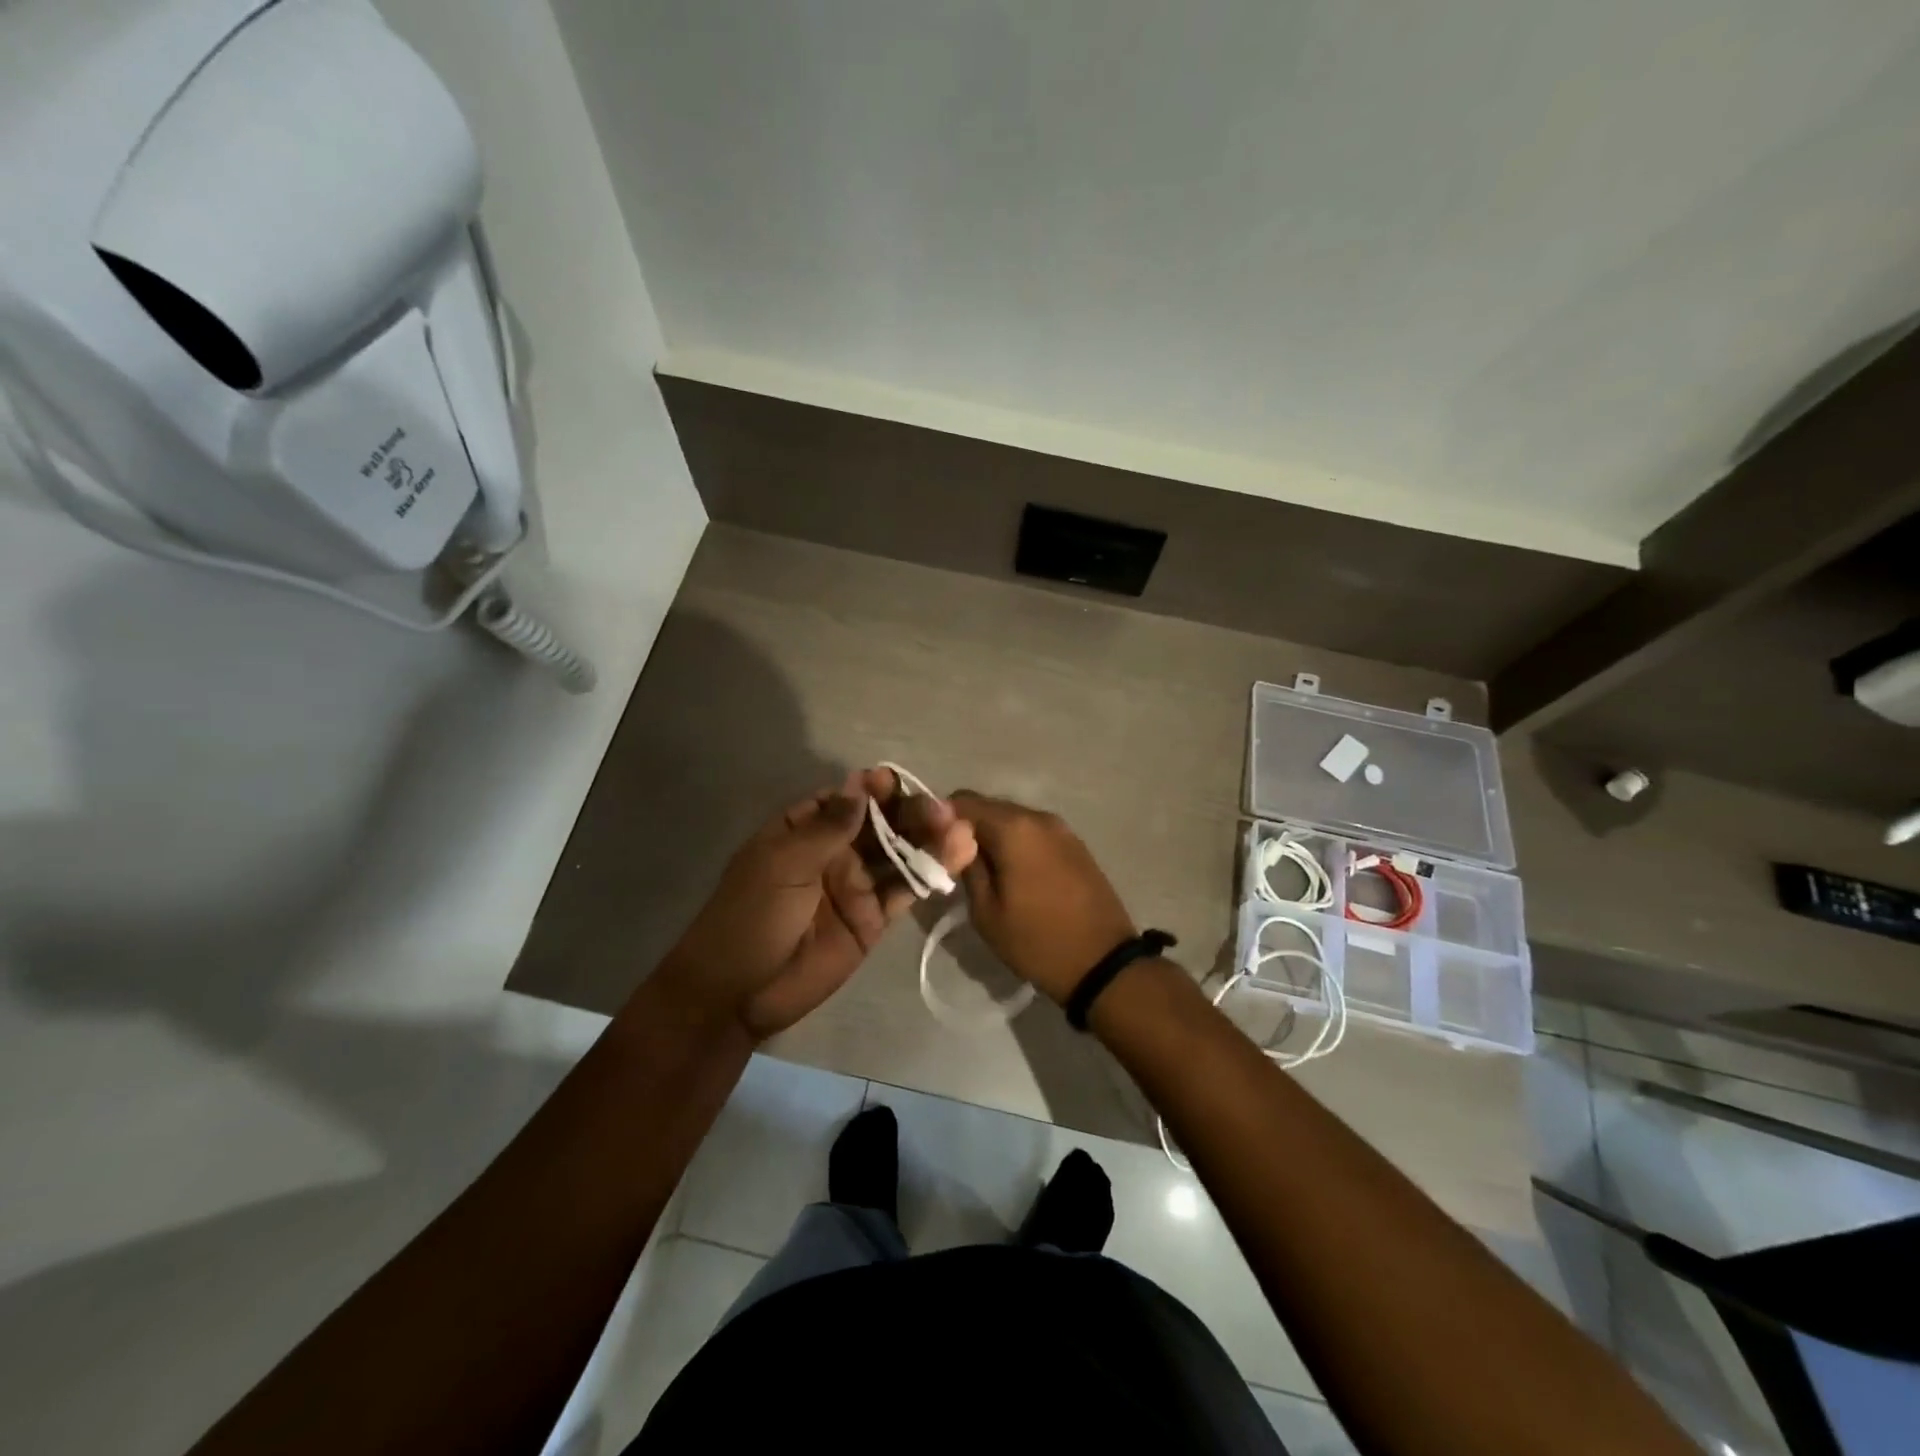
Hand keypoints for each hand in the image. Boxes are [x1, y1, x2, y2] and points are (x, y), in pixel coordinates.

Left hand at [660, 769, 976, 1040]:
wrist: (738, 993)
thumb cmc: (751, 917)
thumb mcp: (783, 864)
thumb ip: (828, 827)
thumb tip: (860, 784)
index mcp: (803, 830)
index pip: (846, 800)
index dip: (872, 790)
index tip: (895, 783)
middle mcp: (834, 852)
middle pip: (880, 824)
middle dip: (910, 813)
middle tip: (942, 810)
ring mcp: (856, 885)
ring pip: (898, 855)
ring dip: (928, 840)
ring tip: (960, 829)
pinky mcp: (873, 918)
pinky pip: (905, 890)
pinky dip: (929, 874)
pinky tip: (957, 856)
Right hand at [949, 792, 1137, 1005]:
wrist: (1103, 963)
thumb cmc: (1036, 940)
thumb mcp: (985, 911)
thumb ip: (966, 865)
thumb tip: (953, 839)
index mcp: (1012, 827)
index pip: (961, 801)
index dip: (941, 819)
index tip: (934, 847)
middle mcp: (1038, 816)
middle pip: (989, 807)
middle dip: (968, 828)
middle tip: (956, 863)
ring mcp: (1061, 828)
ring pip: (1013, 819)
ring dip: (995, 837)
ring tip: (987, 872)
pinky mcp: (1076, 844)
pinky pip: (1035, 833)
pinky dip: (1018, 844)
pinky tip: (1015, 874)